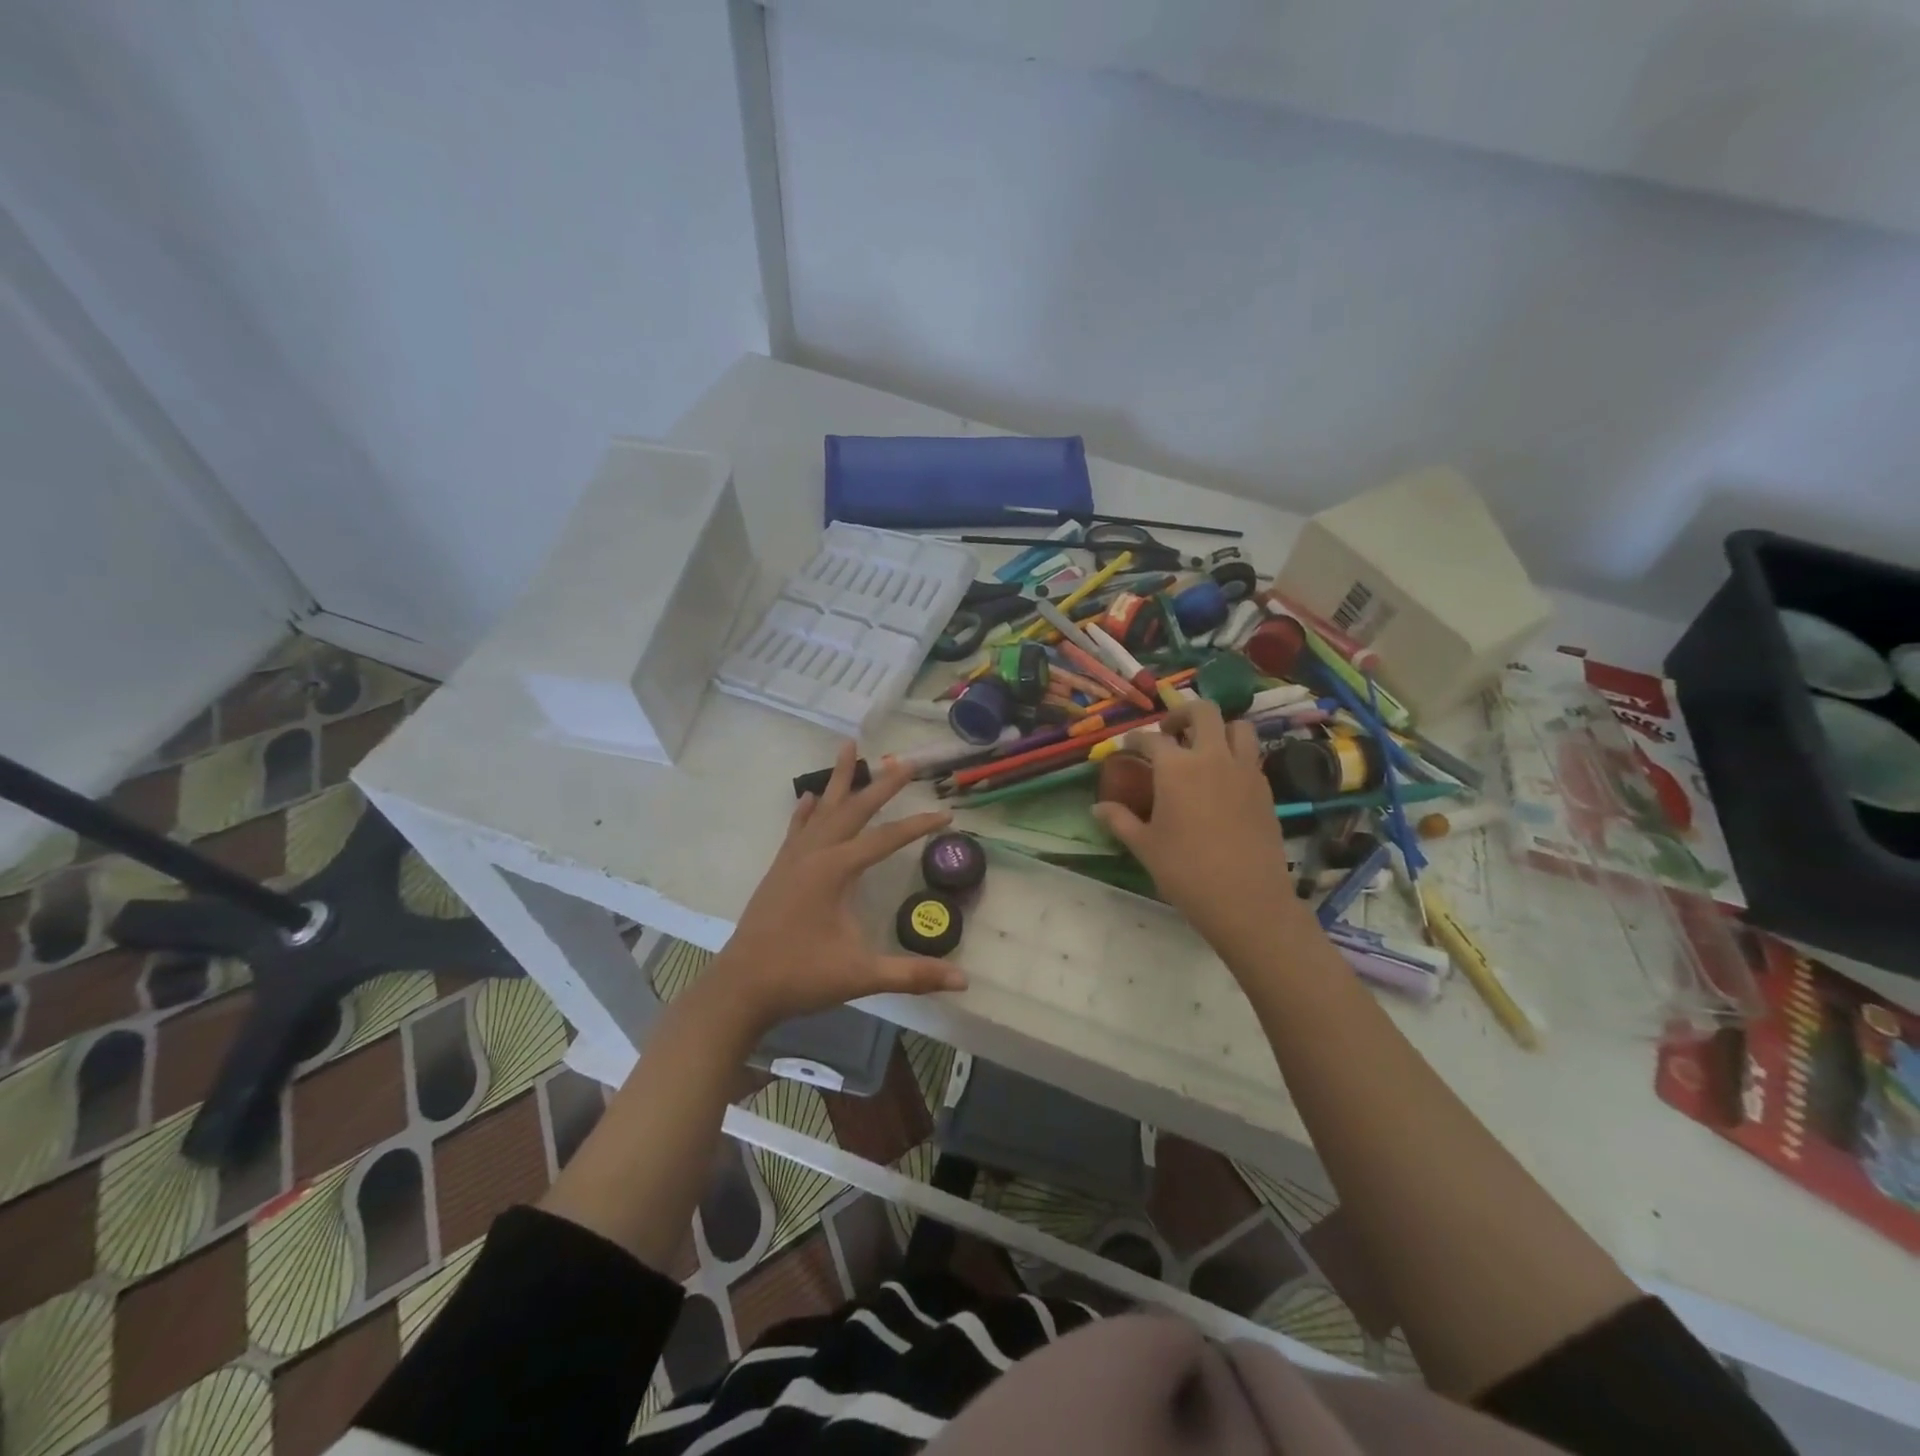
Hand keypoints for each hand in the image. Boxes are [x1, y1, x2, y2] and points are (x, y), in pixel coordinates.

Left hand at [704, 742, 964, 1033]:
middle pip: (854, 809)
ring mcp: (793, 859)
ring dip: (839, 779)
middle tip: (905, 760)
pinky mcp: (779, 870)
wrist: (740, 988)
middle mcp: (814, 854)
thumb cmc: (801, 976)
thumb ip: (912, 974)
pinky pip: (797, 828)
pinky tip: (810, 796)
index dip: (918, 826)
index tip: (946, 814)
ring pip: (822, 809)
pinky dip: (806, 809)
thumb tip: (964, 982)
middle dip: (882, 784)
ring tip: (849, 746)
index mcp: (835, 870)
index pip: (886, 839)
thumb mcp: (861, 975)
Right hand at [1091, 700, 1302, 958]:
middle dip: (1181, 714)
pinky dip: (1235, 754)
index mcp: (1176, 768)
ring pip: (1236, 726)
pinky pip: (1251, 755)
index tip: (1126, 748)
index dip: (1134, 740)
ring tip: (1203, 747)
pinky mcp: (1265, 788)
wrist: (1247, 900)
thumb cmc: (1186, 872)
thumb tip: (1096, 808)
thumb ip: (1120, 820)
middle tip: (1168, 733)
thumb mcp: (1145, 846)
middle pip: (1201, 712)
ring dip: (1217, 728)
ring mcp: (1244, 770)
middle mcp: (1212, 757)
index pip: (1151, 739)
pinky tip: (1223, 778)